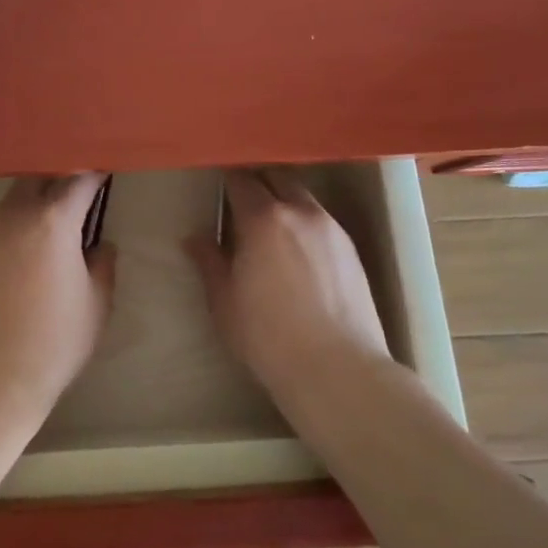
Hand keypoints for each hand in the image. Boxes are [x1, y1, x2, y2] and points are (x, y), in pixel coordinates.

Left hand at [0, 175, 115, 421]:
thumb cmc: (53, 341)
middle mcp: (16, 213)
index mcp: (53, 220)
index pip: (78, 179)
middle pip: (40, 176)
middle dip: (61, 176)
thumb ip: (103, 264)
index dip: (95, 172)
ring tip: (54, 217)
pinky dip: (17, 220)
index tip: (107, 170)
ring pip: (16, 196)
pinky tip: (27, 245)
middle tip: (80, 189)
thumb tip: (100, 244)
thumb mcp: (96, 304)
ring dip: (36, 198)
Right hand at [186, 169, 391, 398]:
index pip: (240, 180)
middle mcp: (300, 211)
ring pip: (303, 197)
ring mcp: (331, 228)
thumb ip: (208, 262)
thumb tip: (195, 239)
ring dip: (284, 201)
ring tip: (272, 228)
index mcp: (263, 217)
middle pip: (276, 177)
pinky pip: (322, 221)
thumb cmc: (267, 336)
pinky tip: (299, 252)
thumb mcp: (224, 301)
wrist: (338, 370)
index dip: (226, 181)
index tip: (217, 189)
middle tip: (241, 203)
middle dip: (258, 182)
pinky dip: (305, 223)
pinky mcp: (353, 250)